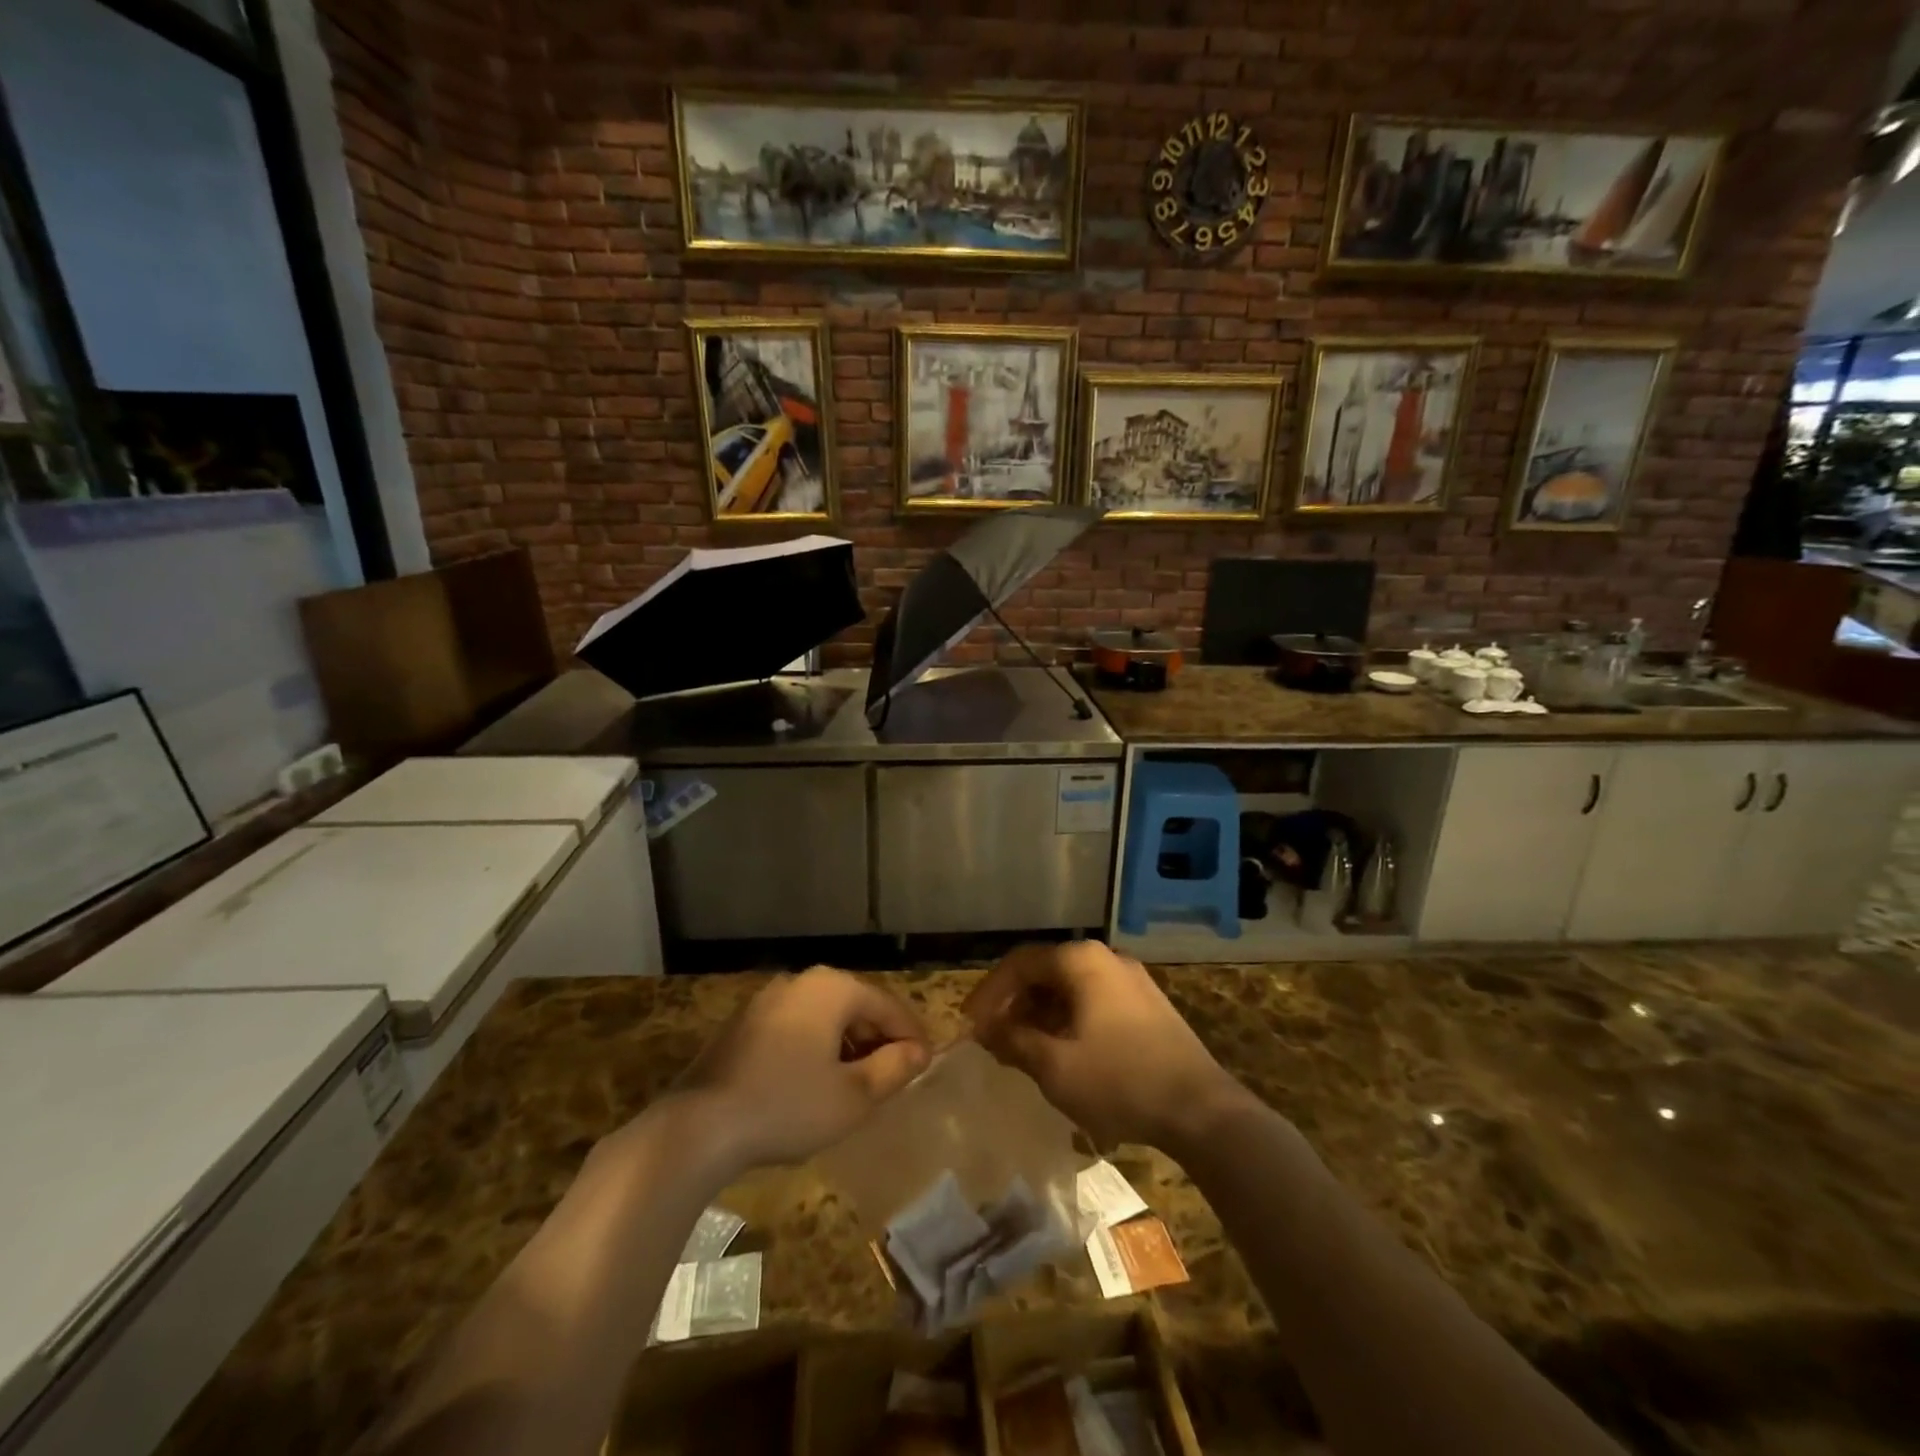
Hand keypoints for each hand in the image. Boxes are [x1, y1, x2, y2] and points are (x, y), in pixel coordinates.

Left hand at [674, 967, 930, 1173]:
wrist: (699, 1125)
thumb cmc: (788, 1106)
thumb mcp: (853, 1096)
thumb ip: (893, 1069)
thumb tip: (917, 1052)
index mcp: (833, 988)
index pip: (888, 1006)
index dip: (911, 1036)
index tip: (925, 1065)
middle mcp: (801, 981)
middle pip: (855, 1005)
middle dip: (877, 1039)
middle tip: (893, 1077)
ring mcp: (767, 999)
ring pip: (823, 1016)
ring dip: (846, 1045)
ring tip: (856, 1083)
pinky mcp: (743, 1023)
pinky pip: (795, 1027)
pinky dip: (814, 1047)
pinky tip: (813, 1083)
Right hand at [963, 942, 1249, 1152]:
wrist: (1202, 1110)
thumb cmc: (1120, 1081)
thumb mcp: (1054, 1066)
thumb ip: (1013, 1040)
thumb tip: (984, 1029)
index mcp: (1081, 961)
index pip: (1020, 963)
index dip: (989, 992)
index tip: (970, 1024)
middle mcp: (1106, 958)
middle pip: (1045, 972)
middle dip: (1014, 1004)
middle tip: (993, 1038)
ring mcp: (1131, 980)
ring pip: (1070, 988)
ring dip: (1040, 1014)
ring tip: (1021, 1049)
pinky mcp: (1147, 1005)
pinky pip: (1093, 1001)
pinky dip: (1067, 1020)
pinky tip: (1061, 1052)